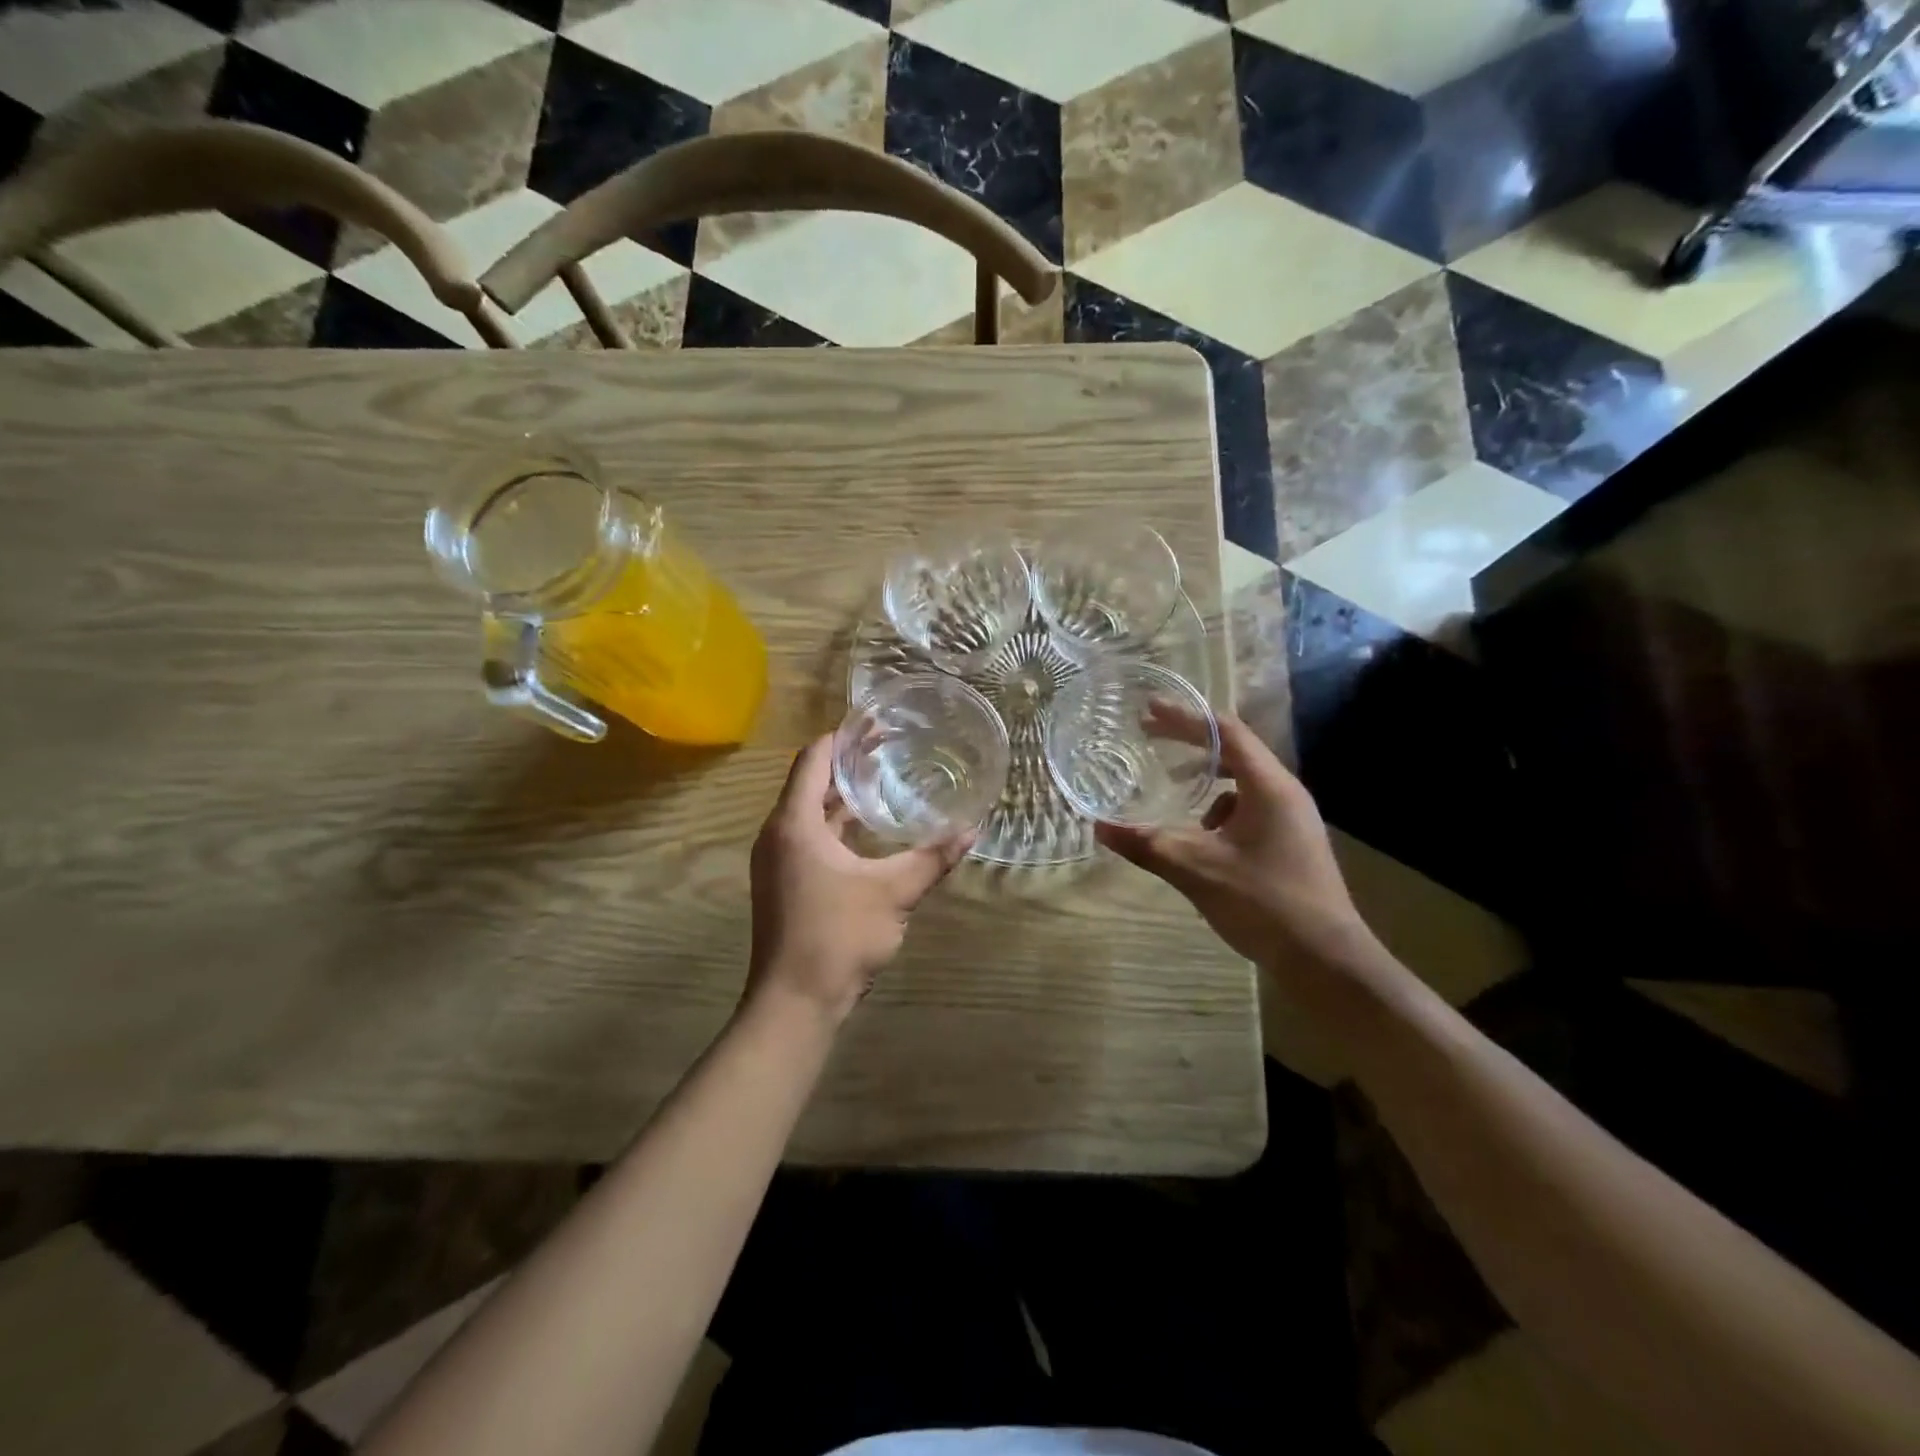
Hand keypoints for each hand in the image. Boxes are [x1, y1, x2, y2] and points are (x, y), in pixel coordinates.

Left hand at [747, 733, 971, 1023]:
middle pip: (810, 782)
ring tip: (882, 781)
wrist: (794, 1003)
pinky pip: (808, 837)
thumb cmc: (838, 936)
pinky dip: (835, 825)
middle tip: (889, 748)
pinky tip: (867, 832)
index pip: (814, 759)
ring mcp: (776, 861)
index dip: (844, 737)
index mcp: (794, 824)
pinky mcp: (782, 883)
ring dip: (841, 796)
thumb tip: (972, 830)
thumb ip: (932, 858)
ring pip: (808, 813)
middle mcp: (777, 834)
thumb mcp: (894, 892)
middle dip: (847, 763)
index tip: (876, 724)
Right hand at [1095, 707, 1372, 970]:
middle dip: (1191, 742)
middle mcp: (1285, 793)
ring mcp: (1292, 819)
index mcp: (1269, 786)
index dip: (1185, 717)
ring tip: (1175, 786)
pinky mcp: (1291, 842)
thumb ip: (1147, 844)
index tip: (1149, 710)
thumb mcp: (1196, 870)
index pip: (1225, 731)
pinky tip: (1203, 839)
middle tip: (1150, 736)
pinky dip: (1220, 810)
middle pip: (1235, 751)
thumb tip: (1099, 827)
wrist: (1326, 960)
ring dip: (1206, 778)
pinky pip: (1250, 809)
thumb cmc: (1264, 903)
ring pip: (1242, 783)